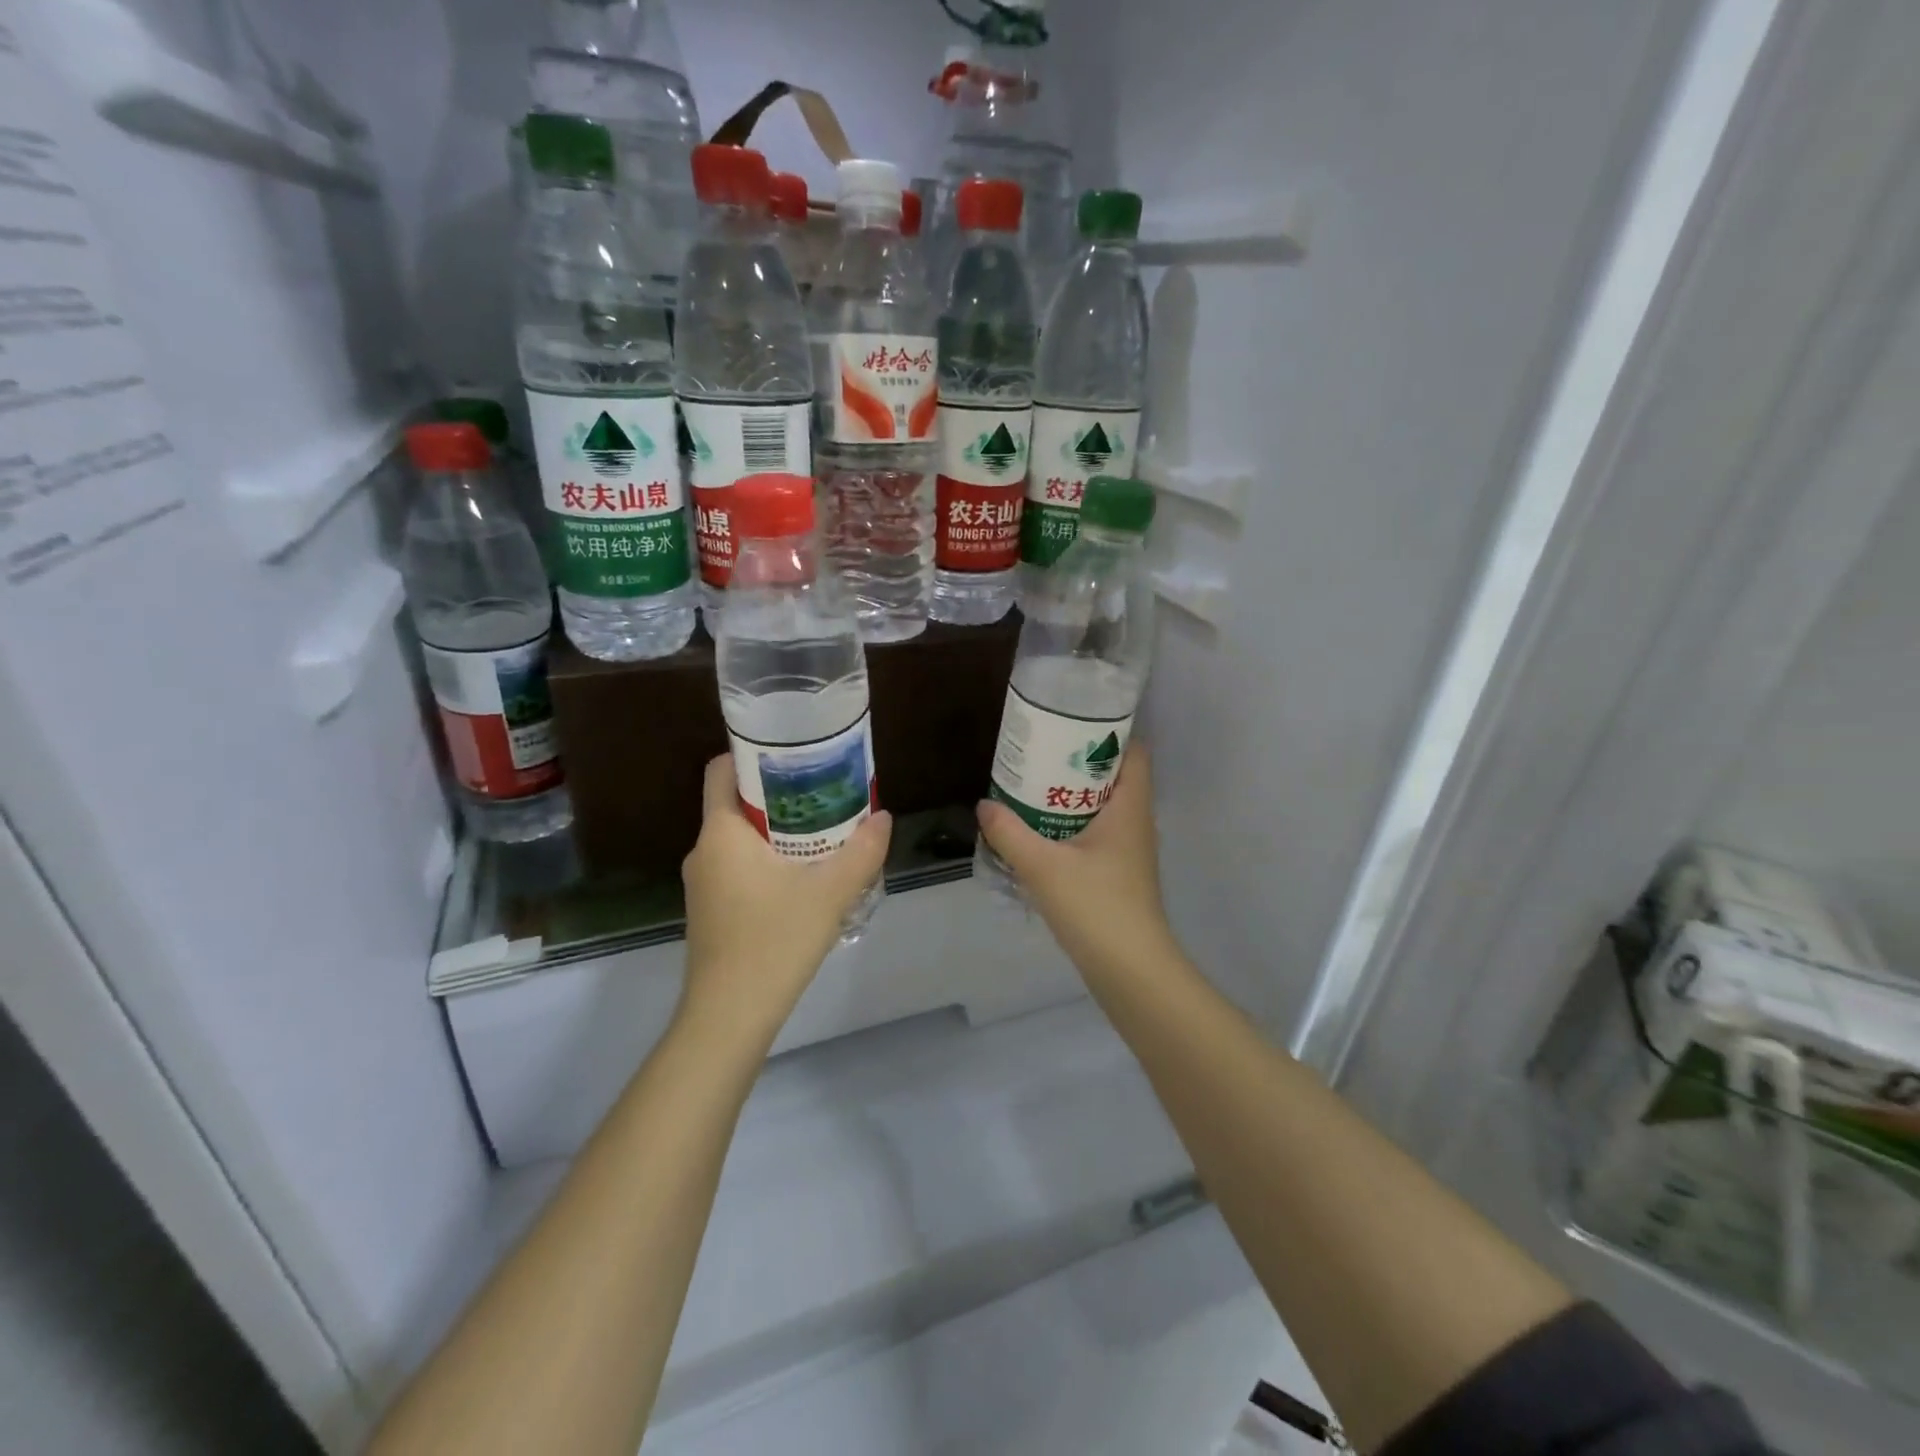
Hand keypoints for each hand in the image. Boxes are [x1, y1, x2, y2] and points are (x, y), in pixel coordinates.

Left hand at [680, 755, 890, 1045]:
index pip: (722, 770)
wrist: (729, 1016)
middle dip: (781, 796)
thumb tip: (883, 817)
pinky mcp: (711, 911)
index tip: (796, 755)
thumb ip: (862, 851)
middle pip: (738, 804)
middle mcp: (704, 851)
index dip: (754, 754)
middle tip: (825, 794)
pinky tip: (804, 879)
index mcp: (722, 833)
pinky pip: (739, 868)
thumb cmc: (773, 941)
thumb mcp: (830, 893)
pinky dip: (768, 861)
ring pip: (741, 839)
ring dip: (778, 832)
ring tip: (824, 834)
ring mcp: (703, 884)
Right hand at [975, 745, 1177, 978]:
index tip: (1070, 723)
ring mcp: (1129, 850)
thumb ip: (1009, 834)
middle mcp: (1136, 822)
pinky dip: (1072, 825)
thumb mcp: (1043, 866)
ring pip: (1103, 807)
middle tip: (1039, 752)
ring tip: (1032, 786)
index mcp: (1130, 807)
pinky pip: (1096, 834)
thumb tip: (984, 805)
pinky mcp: (1119, 874)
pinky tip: (1040, 833)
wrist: (1131, 970)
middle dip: (1077, 762)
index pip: (1134, 751)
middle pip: (1113, 776)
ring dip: (1071, 795)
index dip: (1109, 731)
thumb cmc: (1096, 907)